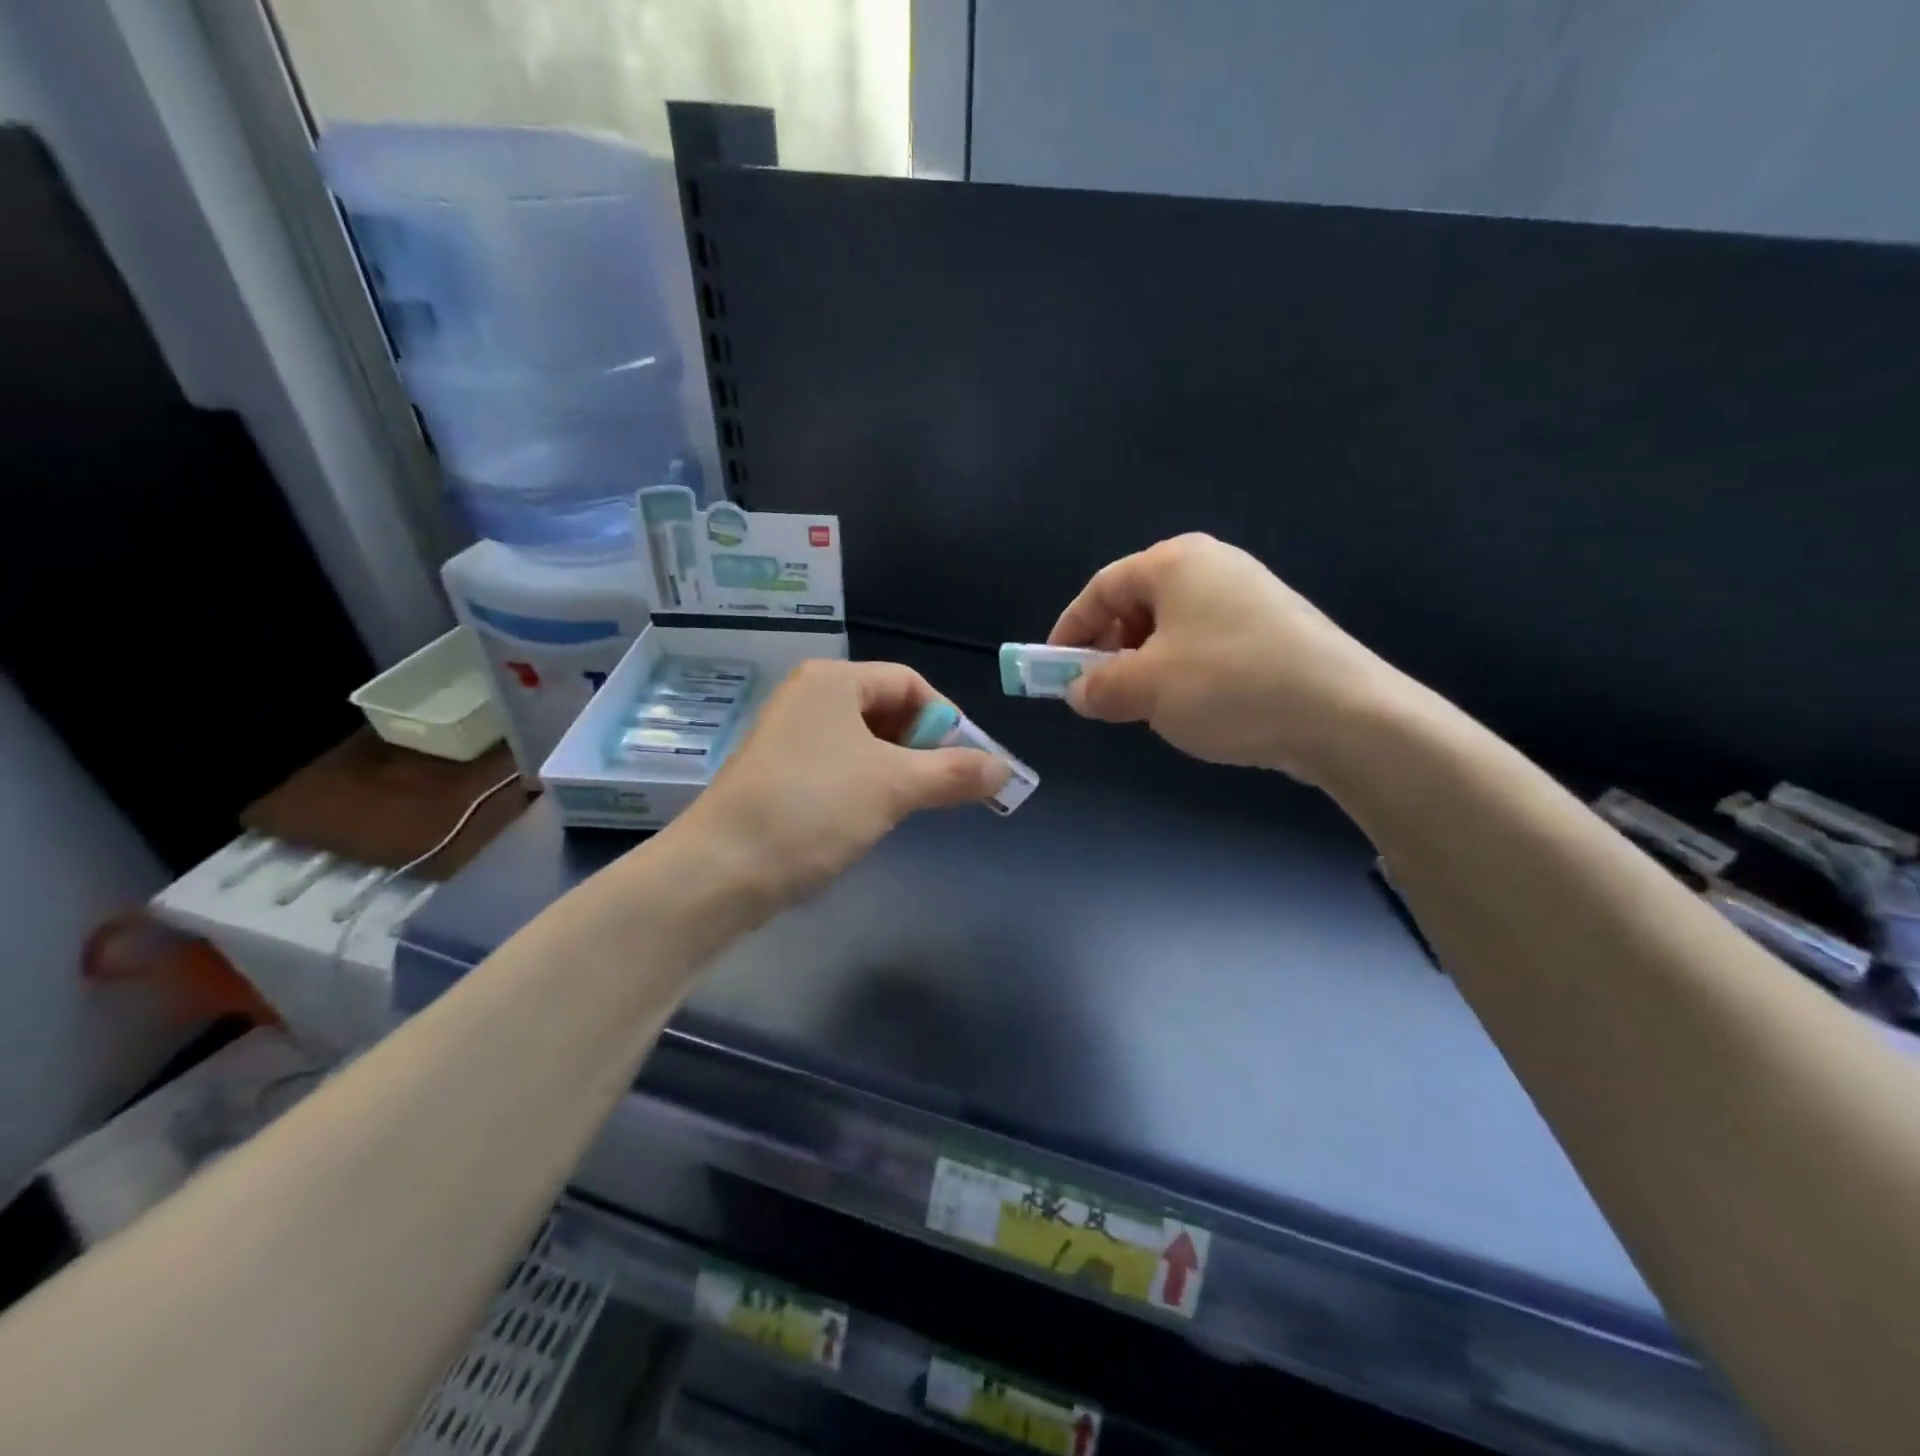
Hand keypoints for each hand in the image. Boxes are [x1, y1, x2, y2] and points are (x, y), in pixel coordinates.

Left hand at [672, 659, 1008, 907]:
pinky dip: (864, 785)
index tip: (968, 764)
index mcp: (833, 680)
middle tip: (943, 788)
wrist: (722, 869)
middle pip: (887, 710)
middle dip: (922, 748)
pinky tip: (867, 818)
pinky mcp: (777, 772)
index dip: (947, 720)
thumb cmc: (814, 808)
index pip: (910, 684)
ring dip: (896, 770)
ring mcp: (788, 735)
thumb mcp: (895, 786)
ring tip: (908, 806)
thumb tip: (1005, 769)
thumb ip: (955, 772)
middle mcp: (808, 697)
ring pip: (863, 742)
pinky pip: (837, 766)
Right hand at [1049, 533, 1404, 780]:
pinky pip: (1206, 644)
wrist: (1345, 716)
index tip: (1054, 670)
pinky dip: (1182, 671)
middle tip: (1101, 692)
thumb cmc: (1229, 686)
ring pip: (1171, 628)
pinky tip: (1193, 707)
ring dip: (1145, 666)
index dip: (1070, 630)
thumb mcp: (1146, 689)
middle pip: (1137, 604)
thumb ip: (1098, 686)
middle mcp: (1212, 567)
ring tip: (1148, 706)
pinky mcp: (1274, 630)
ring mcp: (1249, 597)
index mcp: (1176, 564)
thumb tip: (1078, 690)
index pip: (1101, 588)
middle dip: (1109, 650)